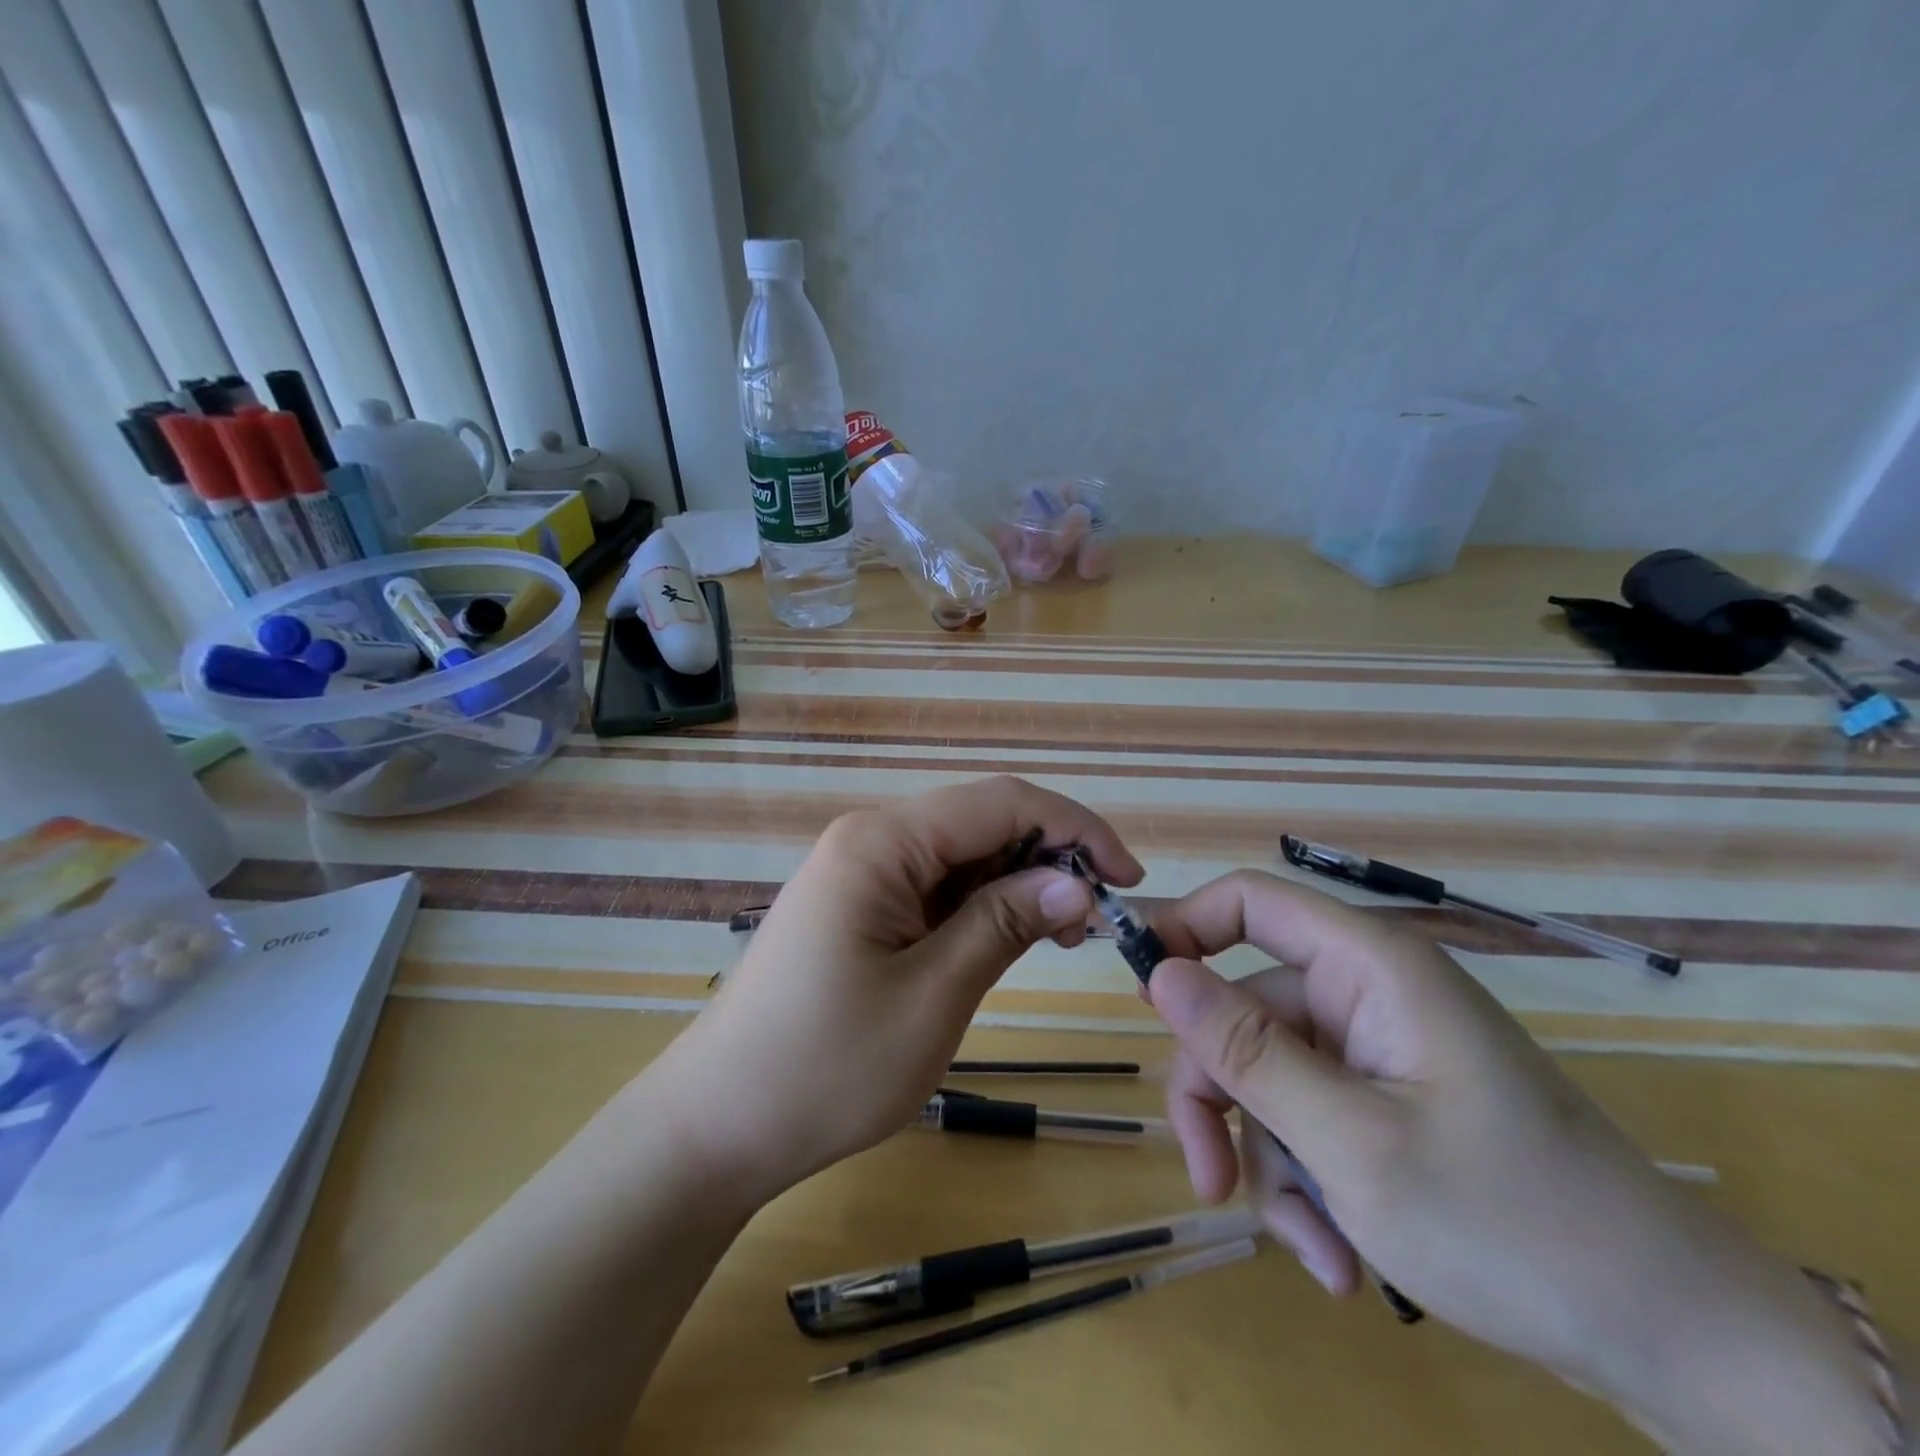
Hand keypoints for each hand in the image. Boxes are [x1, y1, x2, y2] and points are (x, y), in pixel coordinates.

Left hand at [648, 776, 1140, 1207]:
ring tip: (1062, 937)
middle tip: (1096, 922)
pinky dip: (982, 907)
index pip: (1001, 802)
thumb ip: (1004, 925)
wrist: (717, 1125)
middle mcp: (870, 838)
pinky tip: (1010, 939)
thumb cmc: (825, 1068)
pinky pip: (936, 886)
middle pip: (982, 822)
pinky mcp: (860, 905)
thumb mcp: (933, 997)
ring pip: (963, 855)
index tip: (1129, 879)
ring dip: (1019, 884)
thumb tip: (1076, 881)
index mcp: (882, 841)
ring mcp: (861, 871)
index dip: (1075, 829)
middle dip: (1050, 857)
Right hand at [1145, 870, 1888, 1451]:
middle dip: (1224, 1099)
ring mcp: (1376, 1050)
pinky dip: (1307, 1183)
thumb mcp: (1352, 1142)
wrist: (1669, 1338)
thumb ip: (1247, 1050)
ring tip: (1315, 1252)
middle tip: (1213, 1182)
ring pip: (1270, 1078)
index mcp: (1369, 966)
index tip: (1137, 991)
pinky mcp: (1386, 1101)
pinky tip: (1339, 1257)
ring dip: (1271, 1163)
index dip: (1184, 927)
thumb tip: (1157, 972)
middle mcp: (1366, 993)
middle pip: (1245, 1010)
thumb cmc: (1511, 1222)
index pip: (1251, 901)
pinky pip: (1308, 1119)